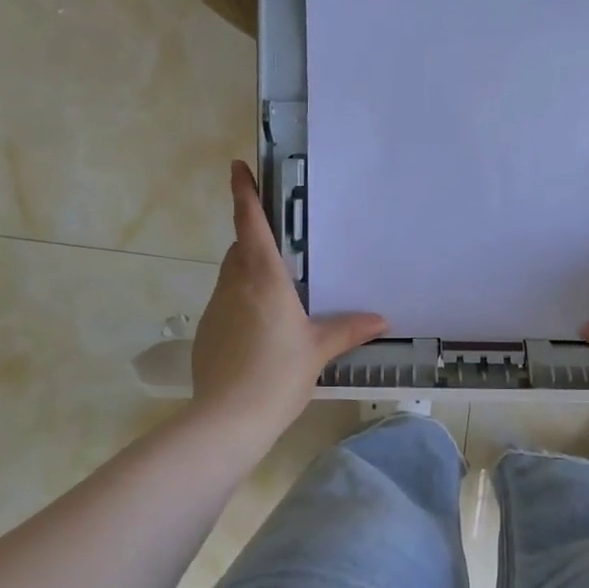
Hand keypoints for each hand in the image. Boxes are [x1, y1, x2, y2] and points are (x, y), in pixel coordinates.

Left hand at [190, 162, 386, 433]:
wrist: (227, 419)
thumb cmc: (278, 374)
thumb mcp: (318, 350)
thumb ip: (348, 330)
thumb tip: (382, 320)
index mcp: (263, 278)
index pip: (250, 224)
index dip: (244, 194)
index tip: (237, 168)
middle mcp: (234, 285)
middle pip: (240, 249)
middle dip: (254, 238)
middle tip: (280, 245)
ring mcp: (215, 309)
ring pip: (232, 277)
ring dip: (248, 273)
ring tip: (277, 295)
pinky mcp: (206, 333)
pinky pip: (226, 304)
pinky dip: (241, 304)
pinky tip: (260, 332)